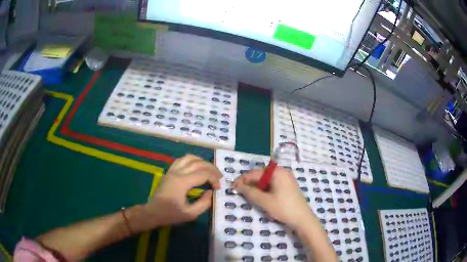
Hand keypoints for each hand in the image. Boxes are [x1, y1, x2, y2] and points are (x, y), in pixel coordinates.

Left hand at [138, 155, 221, 228]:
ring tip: (209, 169)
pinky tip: (196, 167)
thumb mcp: (190, 214)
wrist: (152, 213)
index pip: (203, 174)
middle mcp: (177, 173)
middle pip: (198, 163)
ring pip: (189, 158)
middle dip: (211, 168)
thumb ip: (204, 203)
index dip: (214, 179)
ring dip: (202, 161)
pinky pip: (181, 160)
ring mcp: (171, 171)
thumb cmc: (170, 215)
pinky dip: (192, 161)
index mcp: (182, 182)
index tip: (218, 188)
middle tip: (219, 177)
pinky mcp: (169, 172)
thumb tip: (211, 192)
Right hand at [232, 167, 314, 229]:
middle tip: (239, 191)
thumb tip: (238, 186)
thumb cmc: (283, 208)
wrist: (302, 218)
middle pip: (261, 174)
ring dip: (257, 186)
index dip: (242, 180)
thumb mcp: (264, 201)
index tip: (232, 187)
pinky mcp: (288, 184)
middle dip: (249, 182)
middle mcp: (282, 171)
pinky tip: (260, 195)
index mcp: (277, 172)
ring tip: (248, 194)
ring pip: (267, 179)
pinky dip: (265, 188)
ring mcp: (286, 178)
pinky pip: (273, 183)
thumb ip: (250, 192)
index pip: (255, 173)